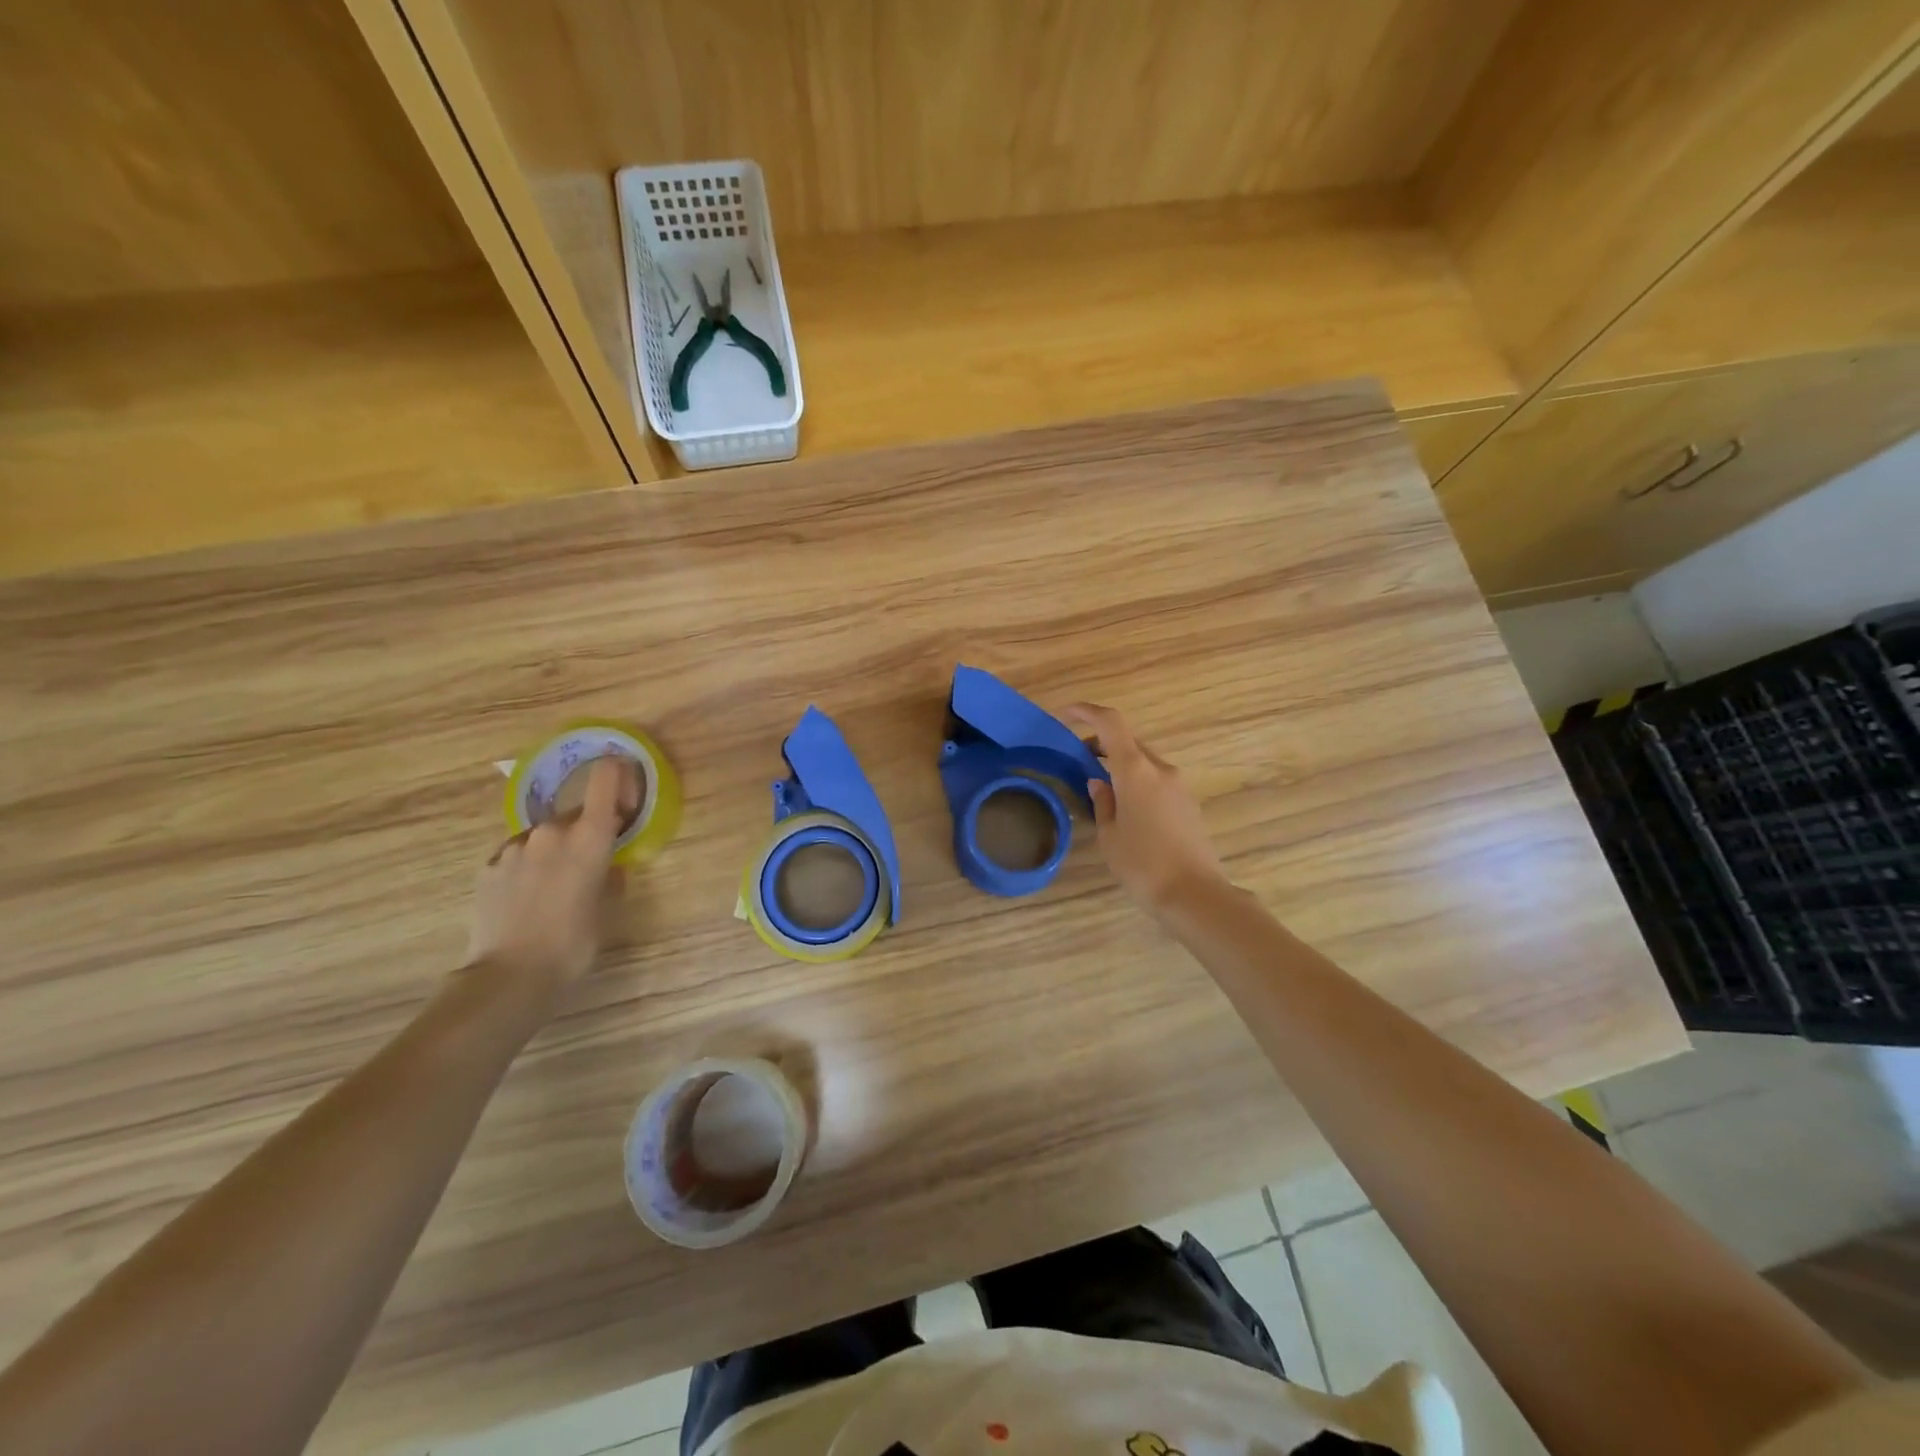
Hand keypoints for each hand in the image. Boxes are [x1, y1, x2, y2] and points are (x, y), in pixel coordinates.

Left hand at [466, 756, 638, 997]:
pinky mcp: (489, 866)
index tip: (626, 793)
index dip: (618, 774)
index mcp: (589, 836)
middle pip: (577, 814)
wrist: (509, 976)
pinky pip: (520, 855)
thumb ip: (611, 875)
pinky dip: (530, 867)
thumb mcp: (609, 909)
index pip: (605, 778)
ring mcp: (515, 847)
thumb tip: (607, 863)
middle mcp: (552, 831)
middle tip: (593, 866)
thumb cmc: (574, 942)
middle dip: (588, 831)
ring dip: (557, 851)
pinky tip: (531, 898)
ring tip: (558, 889)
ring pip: (547, 836)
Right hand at [1060, 703, 1229, 915]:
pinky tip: (1125, 807)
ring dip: (1120, 763)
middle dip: (1102, 742)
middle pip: (1128, 741)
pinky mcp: (1188, 803)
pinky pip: (1157, 780)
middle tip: (1079, 758)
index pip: (1111, 724)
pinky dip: (1137, 780)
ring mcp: (1179, 786)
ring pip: (1144, 761)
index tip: (1066, 713)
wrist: (1195, 896)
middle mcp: (1160, 769)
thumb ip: (1102, 803)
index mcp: (1136, 771)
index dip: (1086, 711)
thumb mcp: (1109, 836)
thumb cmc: (1143, 865)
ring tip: (1100, 787)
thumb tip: (1099, 783)